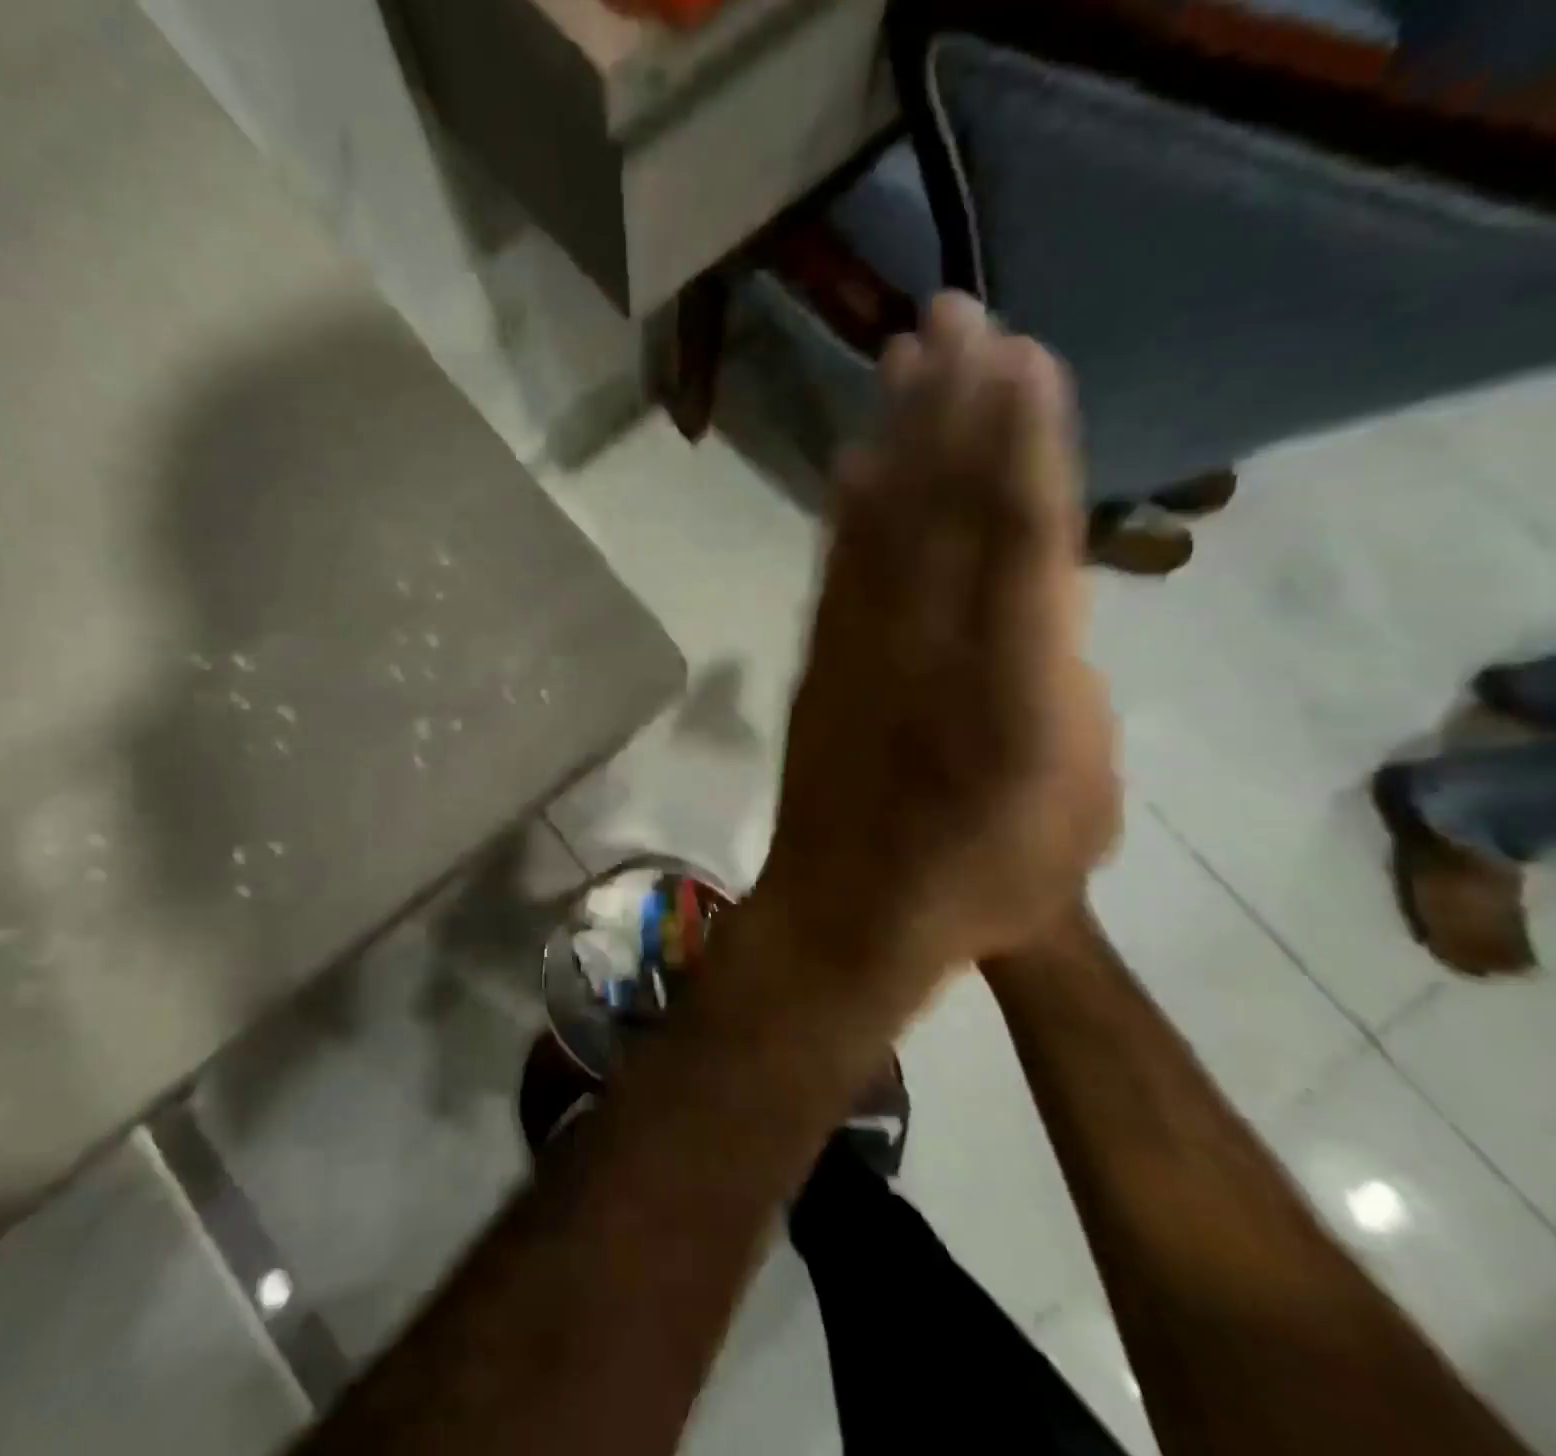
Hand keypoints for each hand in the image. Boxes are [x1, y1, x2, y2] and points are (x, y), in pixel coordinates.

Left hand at [754, 294, 1119, 1026]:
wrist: (850, 913)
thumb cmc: (982, 882)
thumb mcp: (1076, 803)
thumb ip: (1065, 691)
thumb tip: (1040, 610)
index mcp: (1012, 685)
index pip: (1021, 537)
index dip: (1021, 440)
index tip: (1021, 359)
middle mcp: (928, 649)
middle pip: (942, 509)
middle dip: (949, 406)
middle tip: (950, 315)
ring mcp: (860, 654)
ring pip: (881, 526)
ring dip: (894, 437)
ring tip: (902, 360)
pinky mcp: (819, 668)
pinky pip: (834, 573)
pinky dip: (844, 513)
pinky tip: (850, 464)